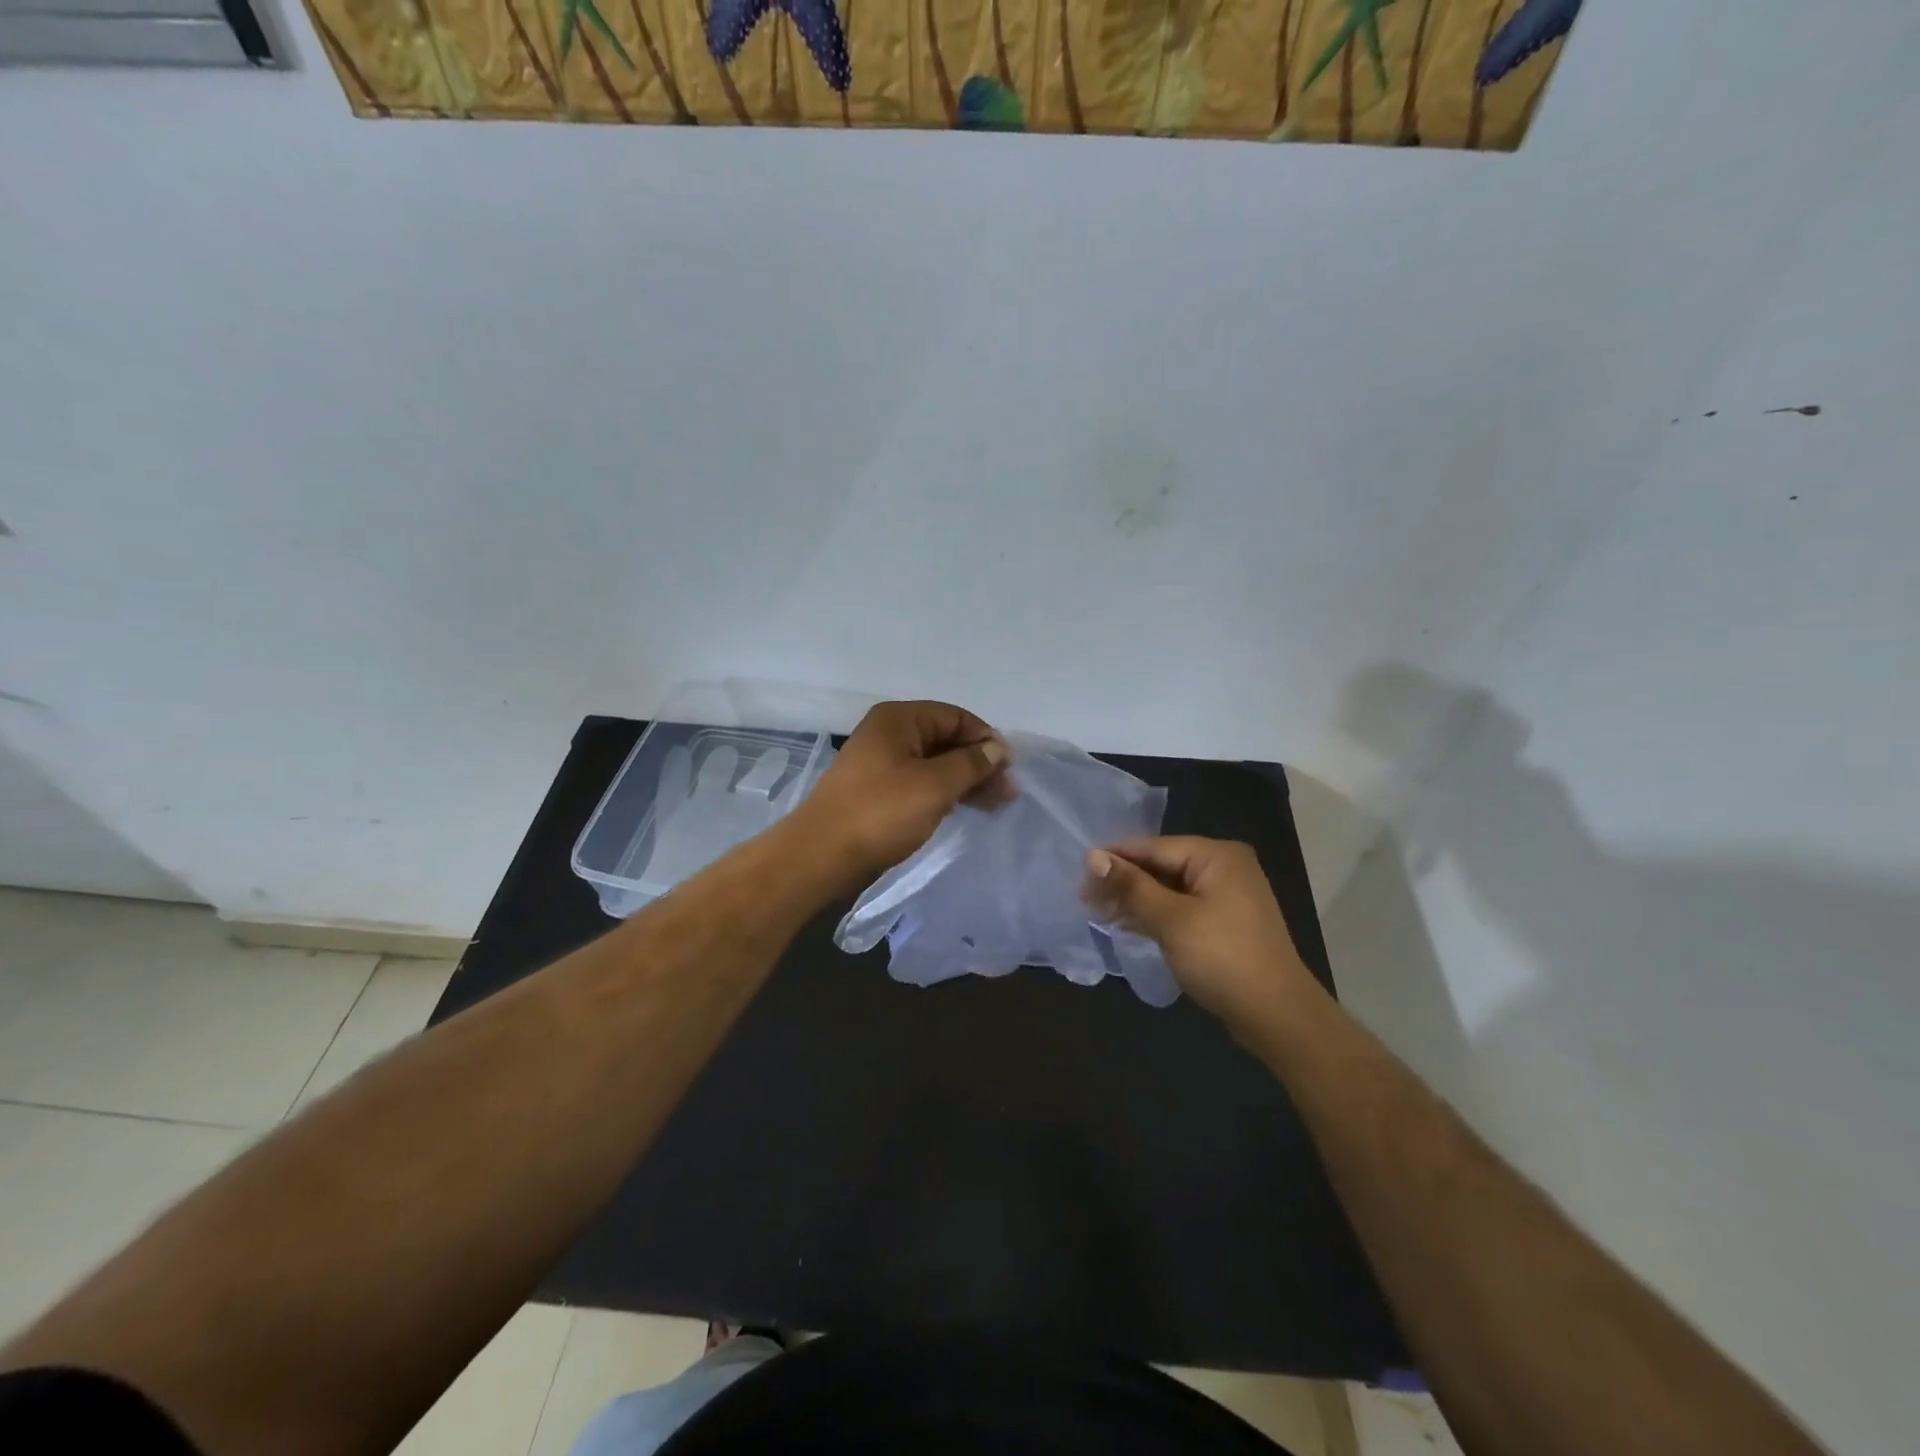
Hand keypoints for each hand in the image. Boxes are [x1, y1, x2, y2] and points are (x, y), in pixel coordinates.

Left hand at [796, 700, 1011, 887]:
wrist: (822, 855)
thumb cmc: (881, 812)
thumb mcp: (934, 785)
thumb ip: (970, 763)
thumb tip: (997, 748)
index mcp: (898, 720)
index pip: (954, 717)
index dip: (986, 739)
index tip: (1010, 768)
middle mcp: (888, 734)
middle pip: (945, 740)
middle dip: (978, 763)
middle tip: (1008, 793)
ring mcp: (880, 763)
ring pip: (933, 764)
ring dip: (964, 780)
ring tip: (995, 805)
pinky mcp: (877, 792)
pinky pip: (919, 783)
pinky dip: (943, 793)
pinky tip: (962, 809)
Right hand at [1081, 837, 1321, 1034]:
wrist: (1277, 1016)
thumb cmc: (1222, 958)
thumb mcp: (1171, 919)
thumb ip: (1131, 886)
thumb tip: (1092, 856)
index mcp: (1217, 856)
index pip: (1154, 847)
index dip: (1115, 858)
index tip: (1079, 870)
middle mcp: (1224, 868)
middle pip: (1161, 866)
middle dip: (1124, 881)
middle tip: (1084, 896)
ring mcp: (1226, 897)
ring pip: (1169, 889)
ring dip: (1135, 900)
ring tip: (1097, 910)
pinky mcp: (1224, 923)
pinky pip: (1180, 908)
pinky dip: (1154, 915)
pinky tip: (1126, 924)